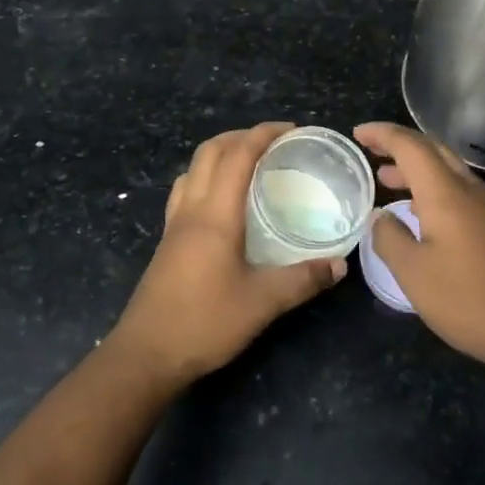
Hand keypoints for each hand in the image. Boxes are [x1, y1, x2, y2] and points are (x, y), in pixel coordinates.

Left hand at [110, 122, 344, 388]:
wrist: (146, 354)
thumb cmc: (204, 322)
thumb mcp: (262, 303)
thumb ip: (302, 280)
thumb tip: (339, 266)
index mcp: (215, 214)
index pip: (238, 155)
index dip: (264, 134)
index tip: (292, 129)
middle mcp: (192, 209)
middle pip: (210, 151)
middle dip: (241, 135)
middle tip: (273, 143)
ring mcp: (174, 224)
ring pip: (193, 168)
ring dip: (220, 153)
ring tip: (248, 164)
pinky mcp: (167, 242)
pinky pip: (186, 191)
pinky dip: (206, 178)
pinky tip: (222, 201)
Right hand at [354, 122, 484, 379]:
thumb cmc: (469, 299)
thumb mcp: (414, 274)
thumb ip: (389, 238)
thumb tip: (380, 218)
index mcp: (445, 193)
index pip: (409, 145)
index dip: (382, 134)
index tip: (357, 134)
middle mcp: (469, 189)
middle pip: (432, 149)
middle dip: (399, 145)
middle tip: (370, 150)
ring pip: (448, 169)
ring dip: (416, 168)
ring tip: (387, 179)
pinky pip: (460, 189)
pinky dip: (432, 187)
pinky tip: (420, 211)